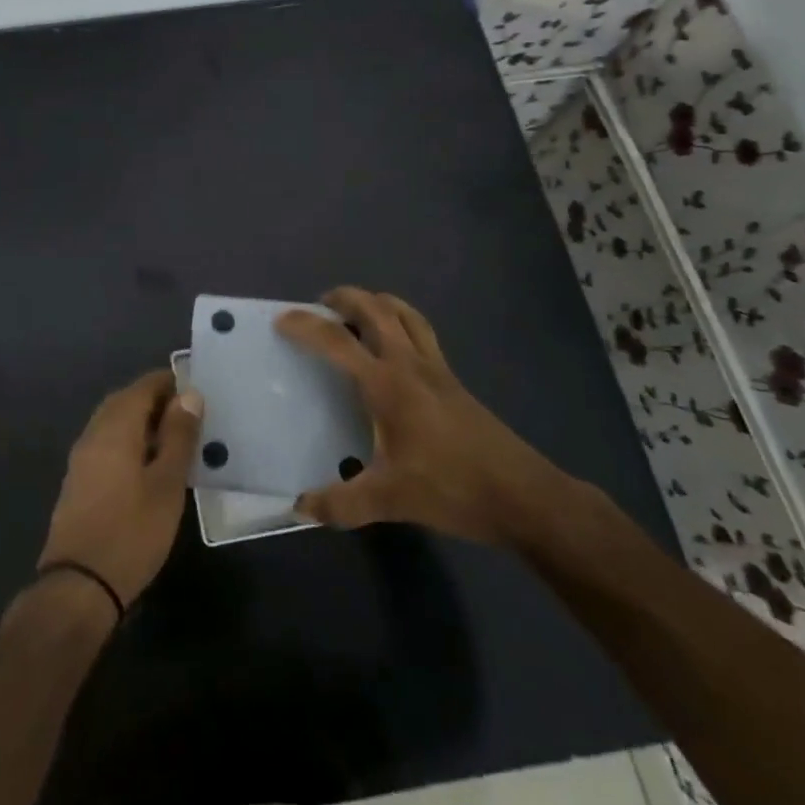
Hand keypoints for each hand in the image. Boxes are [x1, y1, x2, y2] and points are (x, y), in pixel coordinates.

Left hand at [36, 368, 203, 606]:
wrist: (79, 585)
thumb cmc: (132, 532)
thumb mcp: (167, 484)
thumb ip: (178, 436)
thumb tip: (189, 394)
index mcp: (115, 426)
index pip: (143, 386)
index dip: (169, 382)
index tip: (196, 392)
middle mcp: (94, 433)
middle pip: (125, 401)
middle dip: (155, 401)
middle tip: (188, 415)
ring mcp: (81, 458)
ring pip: (113, 423)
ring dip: (141, 422)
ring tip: (174, 440)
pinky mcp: (78, 481)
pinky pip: (106, 444)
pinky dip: (128, 442)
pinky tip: (147, 466)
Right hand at [279, 287, 573, 545]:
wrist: (522, 495)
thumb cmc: (452, 489)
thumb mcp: (390, 500)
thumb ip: (341, 503)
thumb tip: (300, 506)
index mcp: (388, 384)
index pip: (338, 341)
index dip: (306, 326)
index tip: (282, 319)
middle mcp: (410, 364)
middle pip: (376, 309)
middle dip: (345, 297)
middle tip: (321, 305)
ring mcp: (437, 369)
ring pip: (405, 314)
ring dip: (377, 303)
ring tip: (356, 313)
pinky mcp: (453, 380)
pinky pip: (422, 333)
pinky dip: (401, 322)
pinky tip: (395, 350)